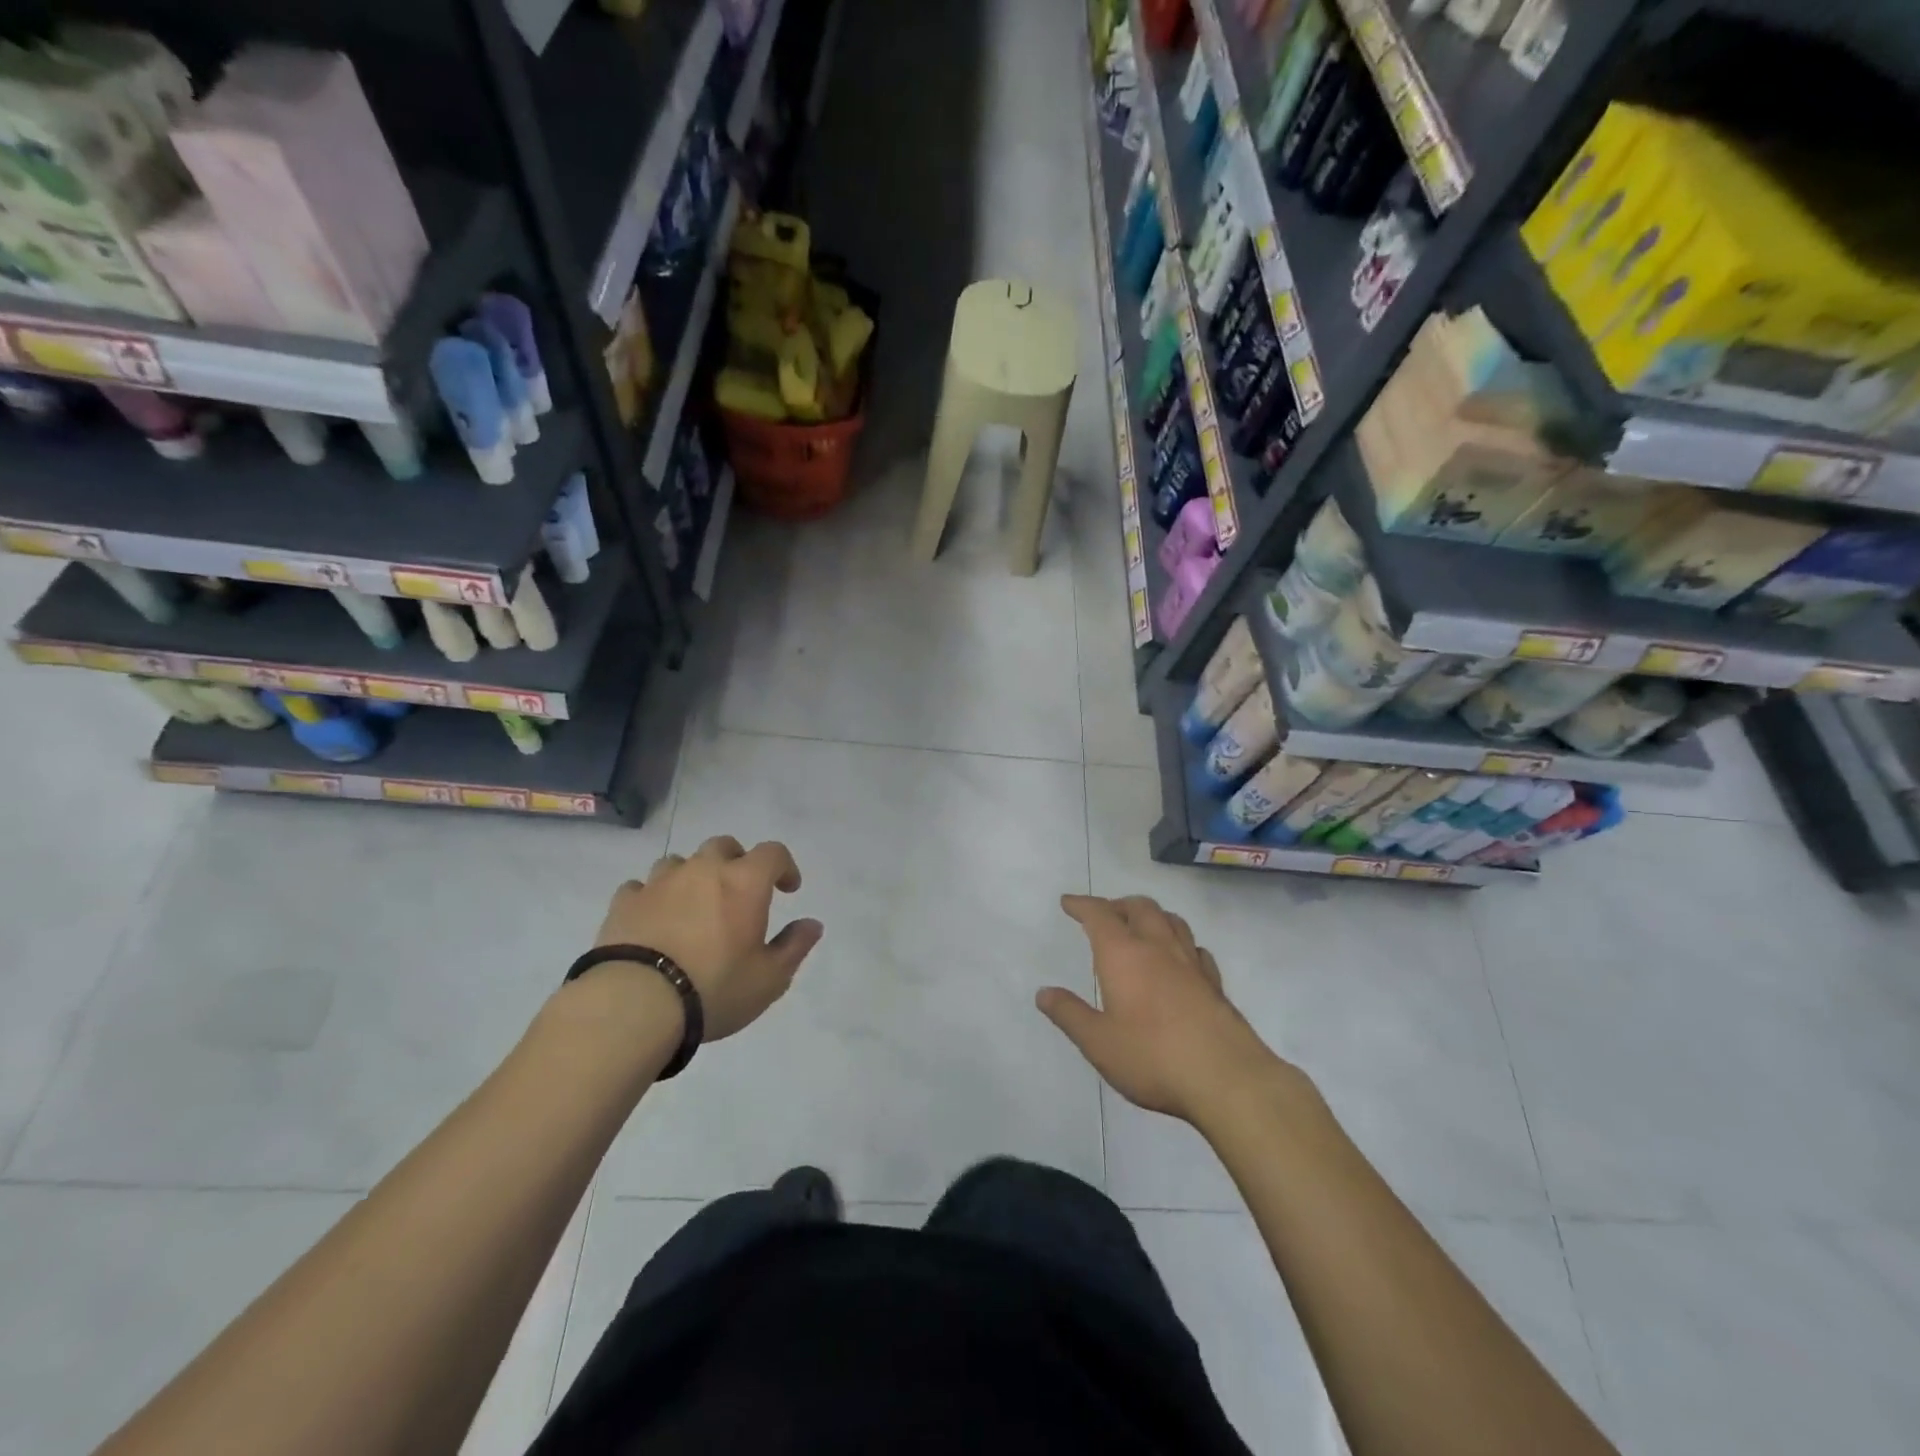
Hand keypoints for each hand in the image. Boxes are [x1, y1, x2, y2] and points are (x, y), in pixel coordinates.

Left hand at [595, 836, 821, 1042]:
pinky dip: (653, 897)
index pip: (773, 852)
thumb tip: (812, 924)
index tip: (787, 889)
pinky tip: (654, 919)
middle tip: (739, 893)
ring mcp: (660, 883)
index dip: (784, 866)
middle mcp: (703, 870)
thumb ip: (794, 946)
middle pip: (724, 846)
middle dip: (737, 862)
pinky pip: (642, 886)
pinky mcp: (625, 902)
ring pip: (680, 862)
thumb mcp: (769, 978)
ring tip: (693, 906)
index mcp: (744, 882)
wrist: (635, 1004)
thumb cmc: (714, 989)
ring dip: (692, 876)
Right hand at [1038, 894, 1283, 1123]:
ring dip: (1152, 916)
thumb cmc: (1153, 1058)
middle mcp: (1158, 948)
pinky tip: (1179, 960)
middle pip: (1140, 907)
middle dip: (1118, 905)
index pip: (1099, 915)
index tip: (1069, 902)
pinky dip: (1180, 943)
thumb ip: (1069, 1014)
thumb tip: (1043, 993)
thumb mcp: (1098, 1043)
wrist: (1227, 1079)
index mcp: (1124, 955)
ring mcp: (1191, 963)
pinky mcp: (1215, 984)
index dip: (1082, 905)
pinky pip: (1195, 949)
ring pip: (1172, 921)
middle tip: (1104, 914)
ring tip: (1140, 928)